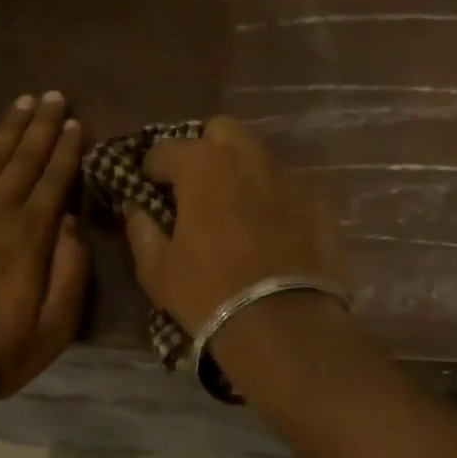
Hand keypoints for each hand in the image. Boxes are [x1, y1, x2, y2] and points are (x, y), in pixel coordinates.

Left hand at [0, 92, 87, 401]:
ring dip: (9, 129)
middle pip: (23, 159)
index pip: (54, 180)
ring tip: (24, 102)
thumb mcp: (55, 327)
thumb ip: (70, 271)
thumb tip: (70, 221)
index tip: (76, 122)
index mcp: (30, 237)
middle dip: (42, 126)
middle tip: (54, 95)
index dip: (67, 150)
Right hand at [123, 116, 344, 334]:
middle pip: (222, 131)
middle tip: (198, 185)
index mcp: (202, 166)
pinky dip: (276, 196)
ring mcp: (289, 175)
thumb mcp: (157, 271)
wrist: (283, 325)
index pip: (168, 148)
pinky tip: (274, 227)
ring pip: (260, 155)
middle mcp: (247, 157)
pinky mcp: (320, 199)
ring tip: (238, 206)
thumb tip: (136, 208)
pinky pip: (290, 184)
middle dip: (205, 150)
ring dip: (242, 171)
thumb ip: (141, 230)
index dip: (154, 166)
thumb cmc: (209, 295)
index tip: (150, 185)